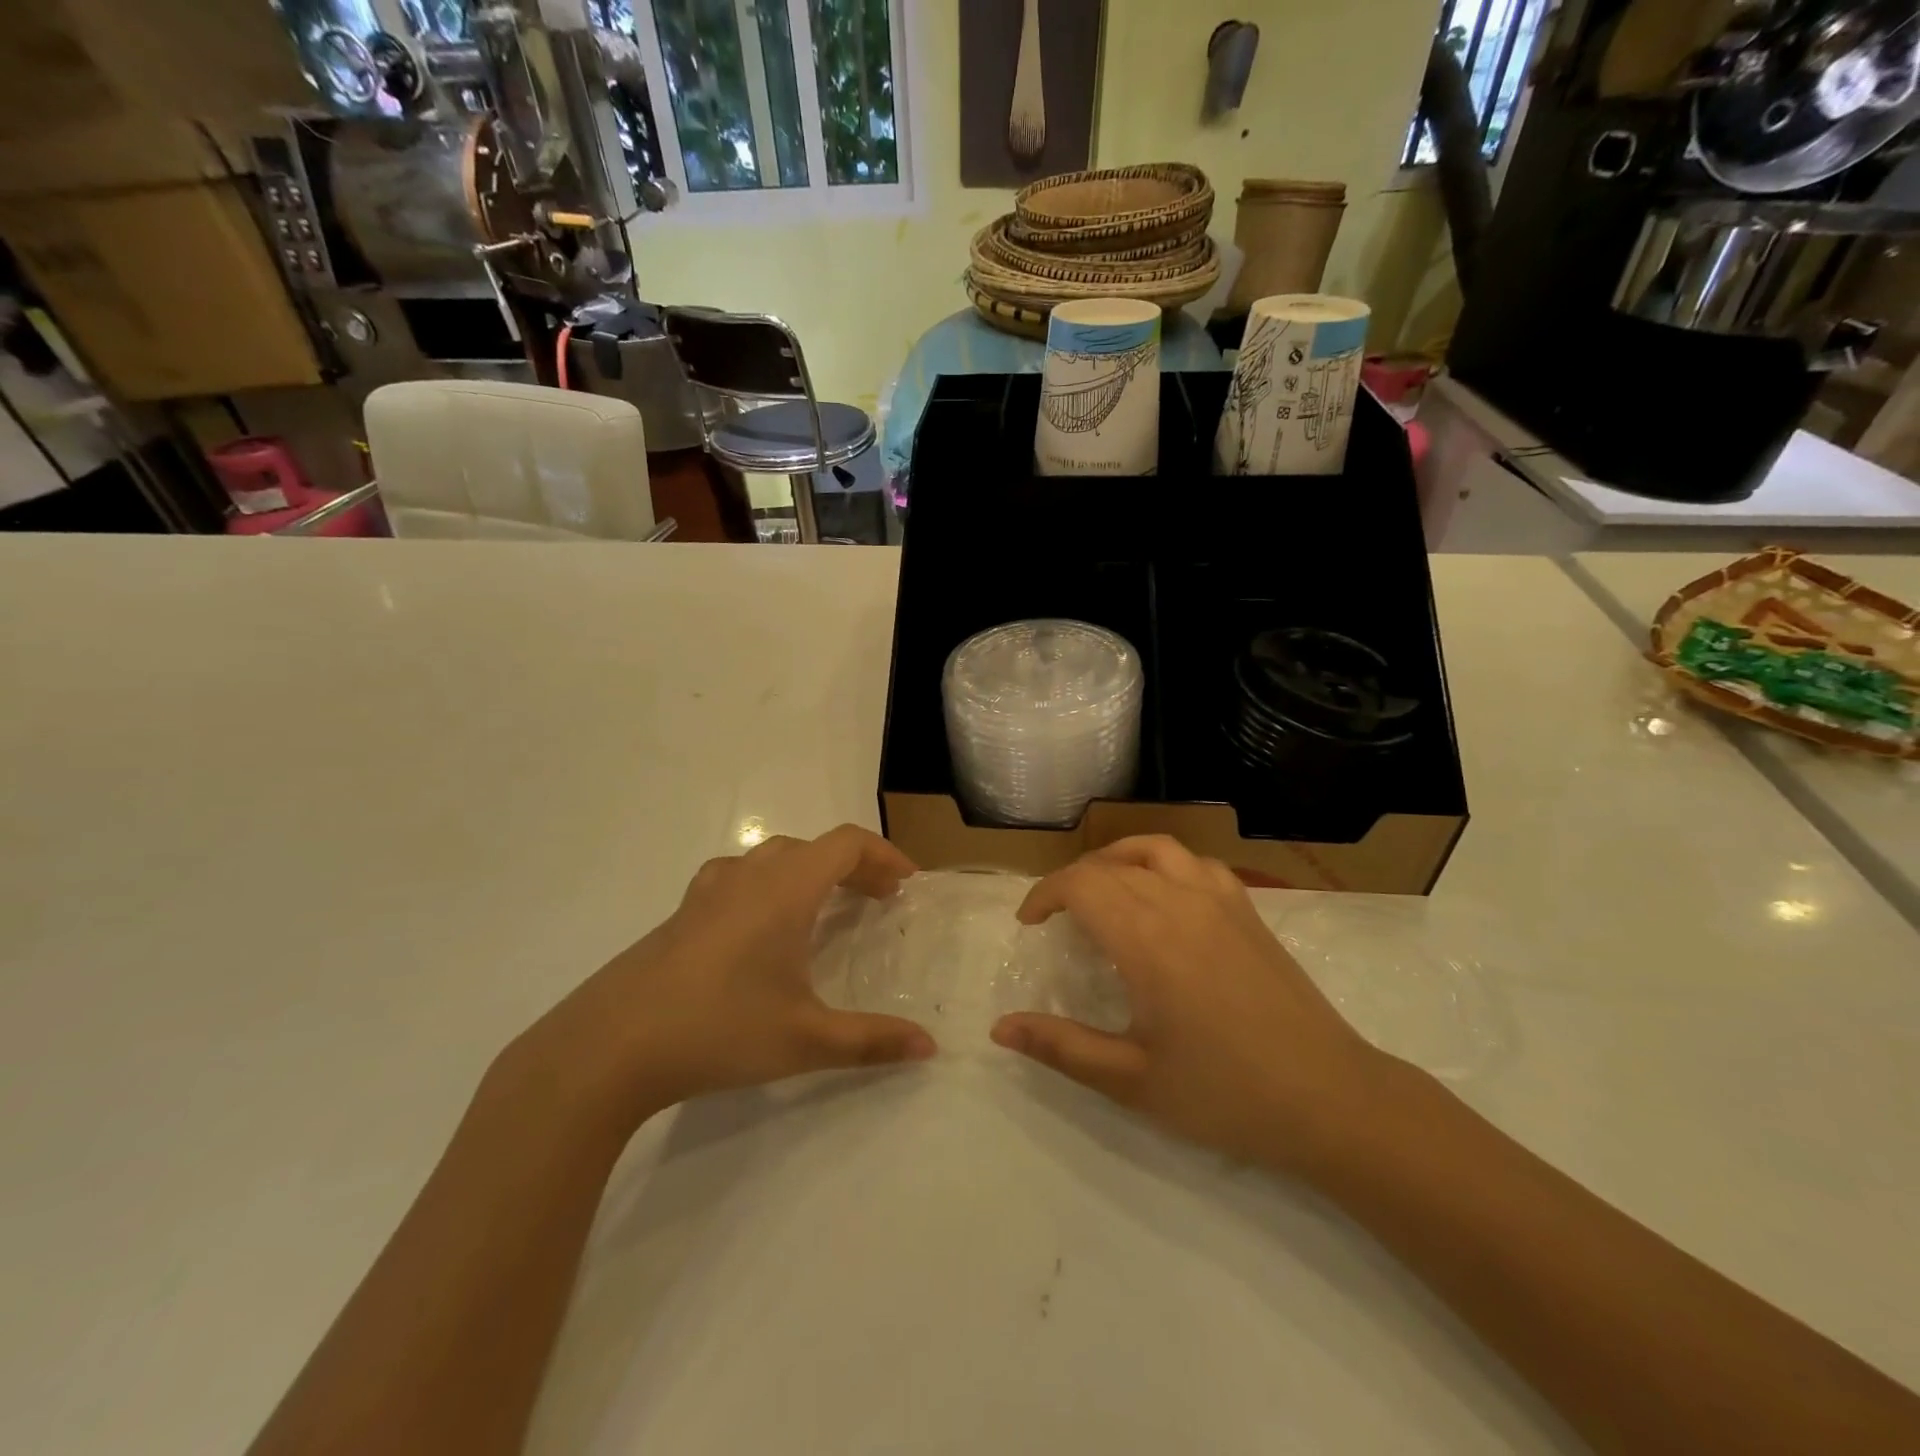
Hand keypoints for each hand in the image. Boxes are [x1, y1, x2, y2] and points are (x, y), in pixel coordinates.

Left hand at [519, 825, 935, 1127]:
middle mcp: (748, 876)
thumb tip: (929, 1048)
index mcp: (784, 889)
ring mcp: (707, 892)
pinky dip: (770, 886)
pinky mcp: (681, 915)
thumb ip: (872, 1040)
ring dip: (810, 872)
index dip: (883, 854)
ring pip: (772, 858)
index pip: (845, 843)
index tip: (907, 883)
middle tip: (878, 900)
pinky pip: (739, 878)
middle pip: (813, 848)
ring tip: (826, 907)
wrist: (608, 1048)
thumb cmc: (719, 1030)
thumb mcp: (806, 1040)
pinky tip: (762, 929)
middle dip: (853, 866)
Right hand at [991, 836, 1394, 1171]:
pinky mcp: (1249, 910)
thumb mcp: (1132, 1081)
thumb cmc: (1226, 1094)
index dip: (1044, 894)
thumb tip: (1000, 1027)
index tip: (1029, 924)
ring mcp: (1221, 901)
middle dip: (1072, 882)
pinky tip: (1163, 896)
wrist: (1333, 1100)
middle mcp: (1180, 903)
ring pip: (1154, 849)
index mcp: (1147, 939)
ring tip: (1101, 890)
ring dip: (1115, 859)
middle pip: (1110, 865)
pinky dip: (1163, 864)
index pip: (1081, 884)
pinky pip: (1196, 863)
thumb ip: (1061, 1047)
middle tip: (1056, 920)